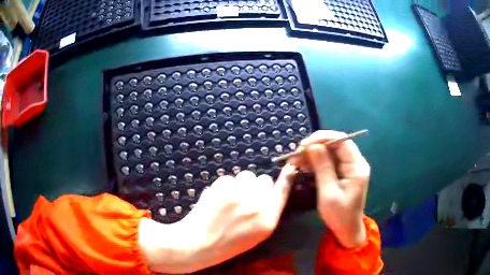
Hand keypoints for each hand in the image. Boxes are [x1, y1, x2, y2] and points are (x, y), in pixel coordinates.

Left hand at [139, 167, 295, 273]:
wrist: (198, 243)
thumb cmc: (228, 243)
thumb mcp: (256, 234)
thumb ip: (267, 212)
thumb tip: (269, 190)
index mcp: (267, 221)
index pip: (282, 191)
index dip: (286, 177)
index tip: (290, 166)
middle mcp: (257, 205)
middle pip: (264, 180)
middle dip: (256, 186)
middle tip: (244, 198)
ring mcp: (239, 194)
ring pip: (246, 175)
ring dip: (240, 184)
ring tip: (229, 199)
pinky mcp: (222, 187)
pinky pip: (229, 178)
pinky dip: (224, 186)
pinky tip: (217, 199)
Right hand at [293, 130, 370, 248]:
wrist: (347, 230)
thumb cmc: (339, 215)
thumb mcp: (329, 192)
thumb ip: (322, 167)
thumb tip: (312, 145)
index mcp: (357, 166)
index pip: (341, 141)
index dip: (322, 138)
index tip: (303, 145)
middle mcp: (355, 163)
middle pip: (335, 145)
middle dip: (315, 146)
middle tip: (296, 154)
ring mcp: (349, 167)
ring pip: (330, 152)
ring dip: (312, 154)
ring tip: (296, 161)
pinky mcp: (343, 173)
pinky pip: (329, 161)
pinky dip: (315, 162)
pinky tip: (303, 166)